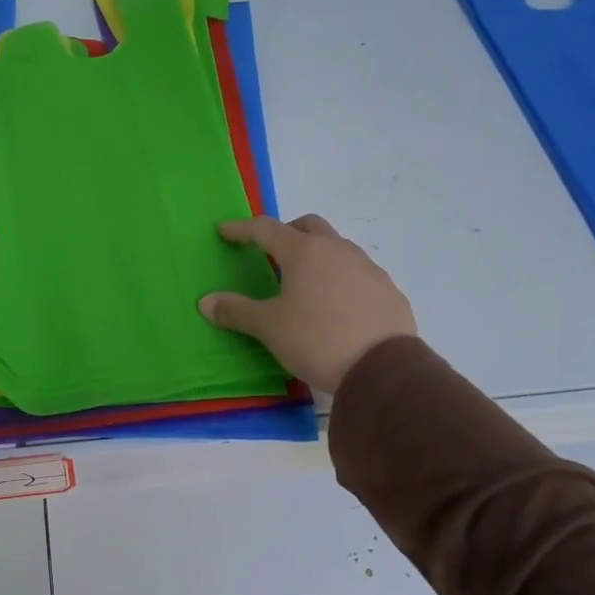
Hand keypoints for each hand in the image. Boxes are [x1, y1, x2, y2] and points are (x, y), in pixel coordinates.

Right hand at [198, 214, 415, 392]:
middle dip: (287, 232)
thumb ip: (236, 311)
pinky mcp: (388, 290)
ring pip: (338, 248)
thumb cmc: (316, 339)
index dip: (242, 229)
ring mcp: (368, 268)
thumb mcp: (269, 327)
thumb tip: (206, 302)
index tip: (224, 231)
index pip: (266, 229)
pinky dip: (341, 279)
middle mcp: (338, 250)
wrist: (381, 369)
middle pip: (309, 226)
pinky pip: (358, 274)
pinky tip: (336, 307)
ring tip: (305, 284)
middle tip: (271, 252)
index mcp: (304, 252)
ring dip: (318, 256)